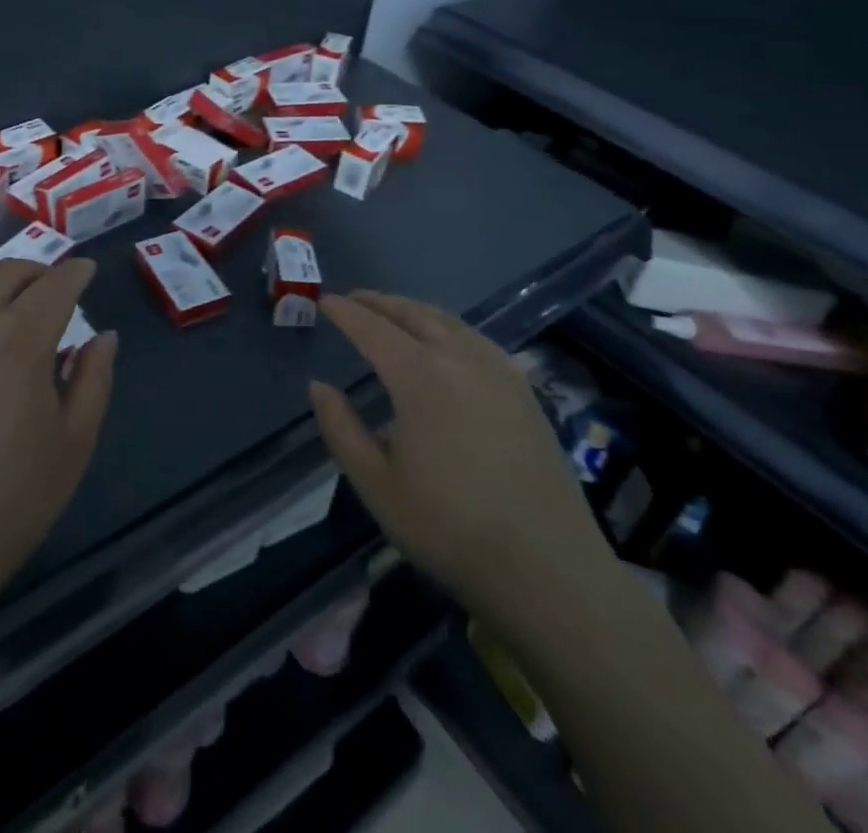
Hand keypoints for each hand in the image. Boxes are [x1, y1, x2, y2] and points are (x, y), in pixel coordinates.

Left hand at [0, 257, 116, 619]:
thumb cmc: (8, 498)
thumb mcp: (73, 443)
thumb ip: (94, 380)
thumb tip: (103, 336)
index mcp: (23, 339)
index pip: (56, 285)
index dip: (75, 272)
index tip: (86, 270)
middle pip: (8, 274)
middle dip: (36, 272)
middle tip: (50, 288)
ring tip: (1, 304)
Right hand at [308, 291, 606, 631]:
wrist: (548, 568)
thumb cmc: (449, 528)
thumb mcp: (377, 484)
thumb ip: (340, 429)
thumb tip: (319, 386)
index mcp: (419, 377)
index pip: (372, 329)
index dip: (346, 312)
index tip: (326, 301)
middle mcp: (459, 359)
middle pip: (413, 314)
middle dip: (380, 302)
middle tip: (354, 299)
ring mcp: (498, 371)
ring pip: (449, 321)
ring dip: (414, 310)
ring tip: (393, 313)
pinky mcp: (524, 390)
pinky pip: (477, 339)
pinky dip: (449, 326)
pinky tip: (446, 341)